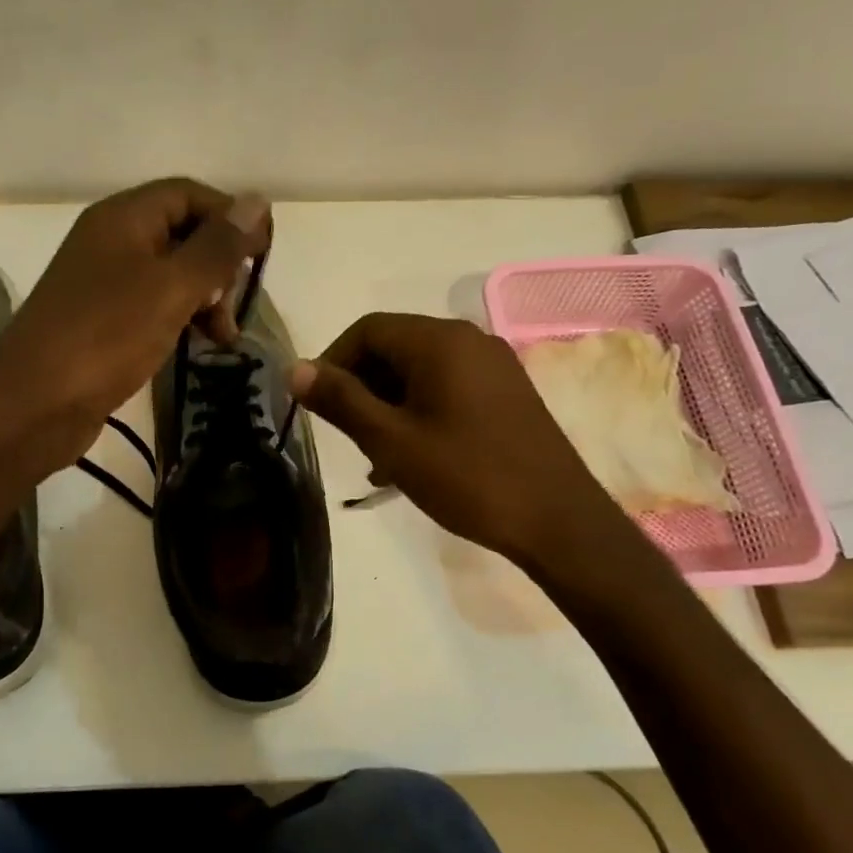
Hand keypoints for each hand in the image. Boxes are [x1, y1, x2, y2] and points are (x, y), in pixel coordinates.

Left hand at [0, 179, 270, 474]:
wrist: (34, 404)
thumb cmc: (106, 337)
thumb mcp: (171, 288)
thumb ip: (216, 247)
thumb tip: (256, 202)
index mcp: (123, 218)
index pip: (188, 194)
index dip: (229, 216)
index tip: (263, 254)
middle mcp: (111, 242)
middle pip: (180, 233)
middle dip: (218, 264)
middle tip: (238, 305)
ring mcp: (103, 284)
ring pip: (170, 275)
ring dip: (205, 298)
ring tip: (224, 338)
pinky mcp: (102, 322)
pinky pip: (152, 306)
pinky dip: (180, 319)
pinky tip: (197, 345)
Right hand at [290, 312, 619, 569]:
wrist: (558, 522)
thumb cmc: (467, 477)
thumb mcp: (392, 441)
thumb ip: (341, 400)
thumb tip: (295, 368)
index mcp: (440, 341)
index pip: (368, 330)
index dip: (332, 361)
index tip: (317, 405)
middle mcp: (469, 340)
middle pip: (395, 347)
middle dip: (361, 386)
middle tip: (347, 436)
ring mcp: (493, 366)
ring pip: (420, 371)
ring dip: (388, 403)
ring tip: (377, 456)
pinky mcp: (507, 393)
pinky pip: (447, 387)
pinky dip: (419, 411)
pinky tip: (411, 456)